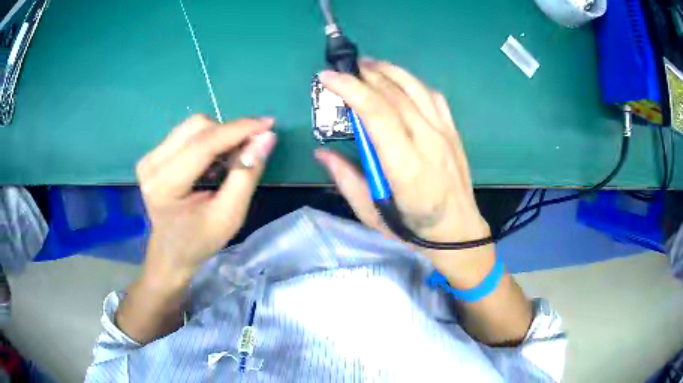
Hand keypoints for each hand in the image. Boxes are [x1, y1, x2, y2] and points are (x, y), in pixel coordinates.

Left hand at [137, 114, 276, 282]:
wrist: (171, 251)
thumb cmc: (199, 240)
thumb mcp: (229, 216)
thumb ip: (246, 175)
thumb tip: (266, 138)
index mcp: (165, 185)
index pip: (204, 144)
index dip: (239, 130)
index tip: (268, 124)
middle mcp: (151, 164)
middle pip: (197, 127)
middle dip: (229, 134)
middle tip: (248, 151)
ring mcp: (149, 157)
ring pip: (193, 126)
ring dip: (219, 136)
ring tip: (229, 161)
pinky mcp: (153, 154)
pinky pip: (186, 133)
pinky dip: (208, 141)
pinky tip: (213, 163)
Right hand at [315, 60, 492, 286]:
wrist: (458, 232)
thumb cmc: (412, 228)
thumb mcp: (371, 214)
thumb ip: (346, 180)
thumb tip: (321, 152)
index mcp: (405, 166)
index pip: (377, 113)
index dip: (350, 89)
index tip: (327, 77)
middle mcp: (427, 141)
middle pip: (394, 94)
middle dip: (364, 74)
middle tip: (343, 68)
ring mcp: (444, 133)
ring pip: (415, 88)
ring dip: (388, 70)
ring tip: (367, 64)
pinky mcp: (453, 131)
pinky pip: (433, 96)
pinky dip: (412, 82)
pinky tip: (399, 80)